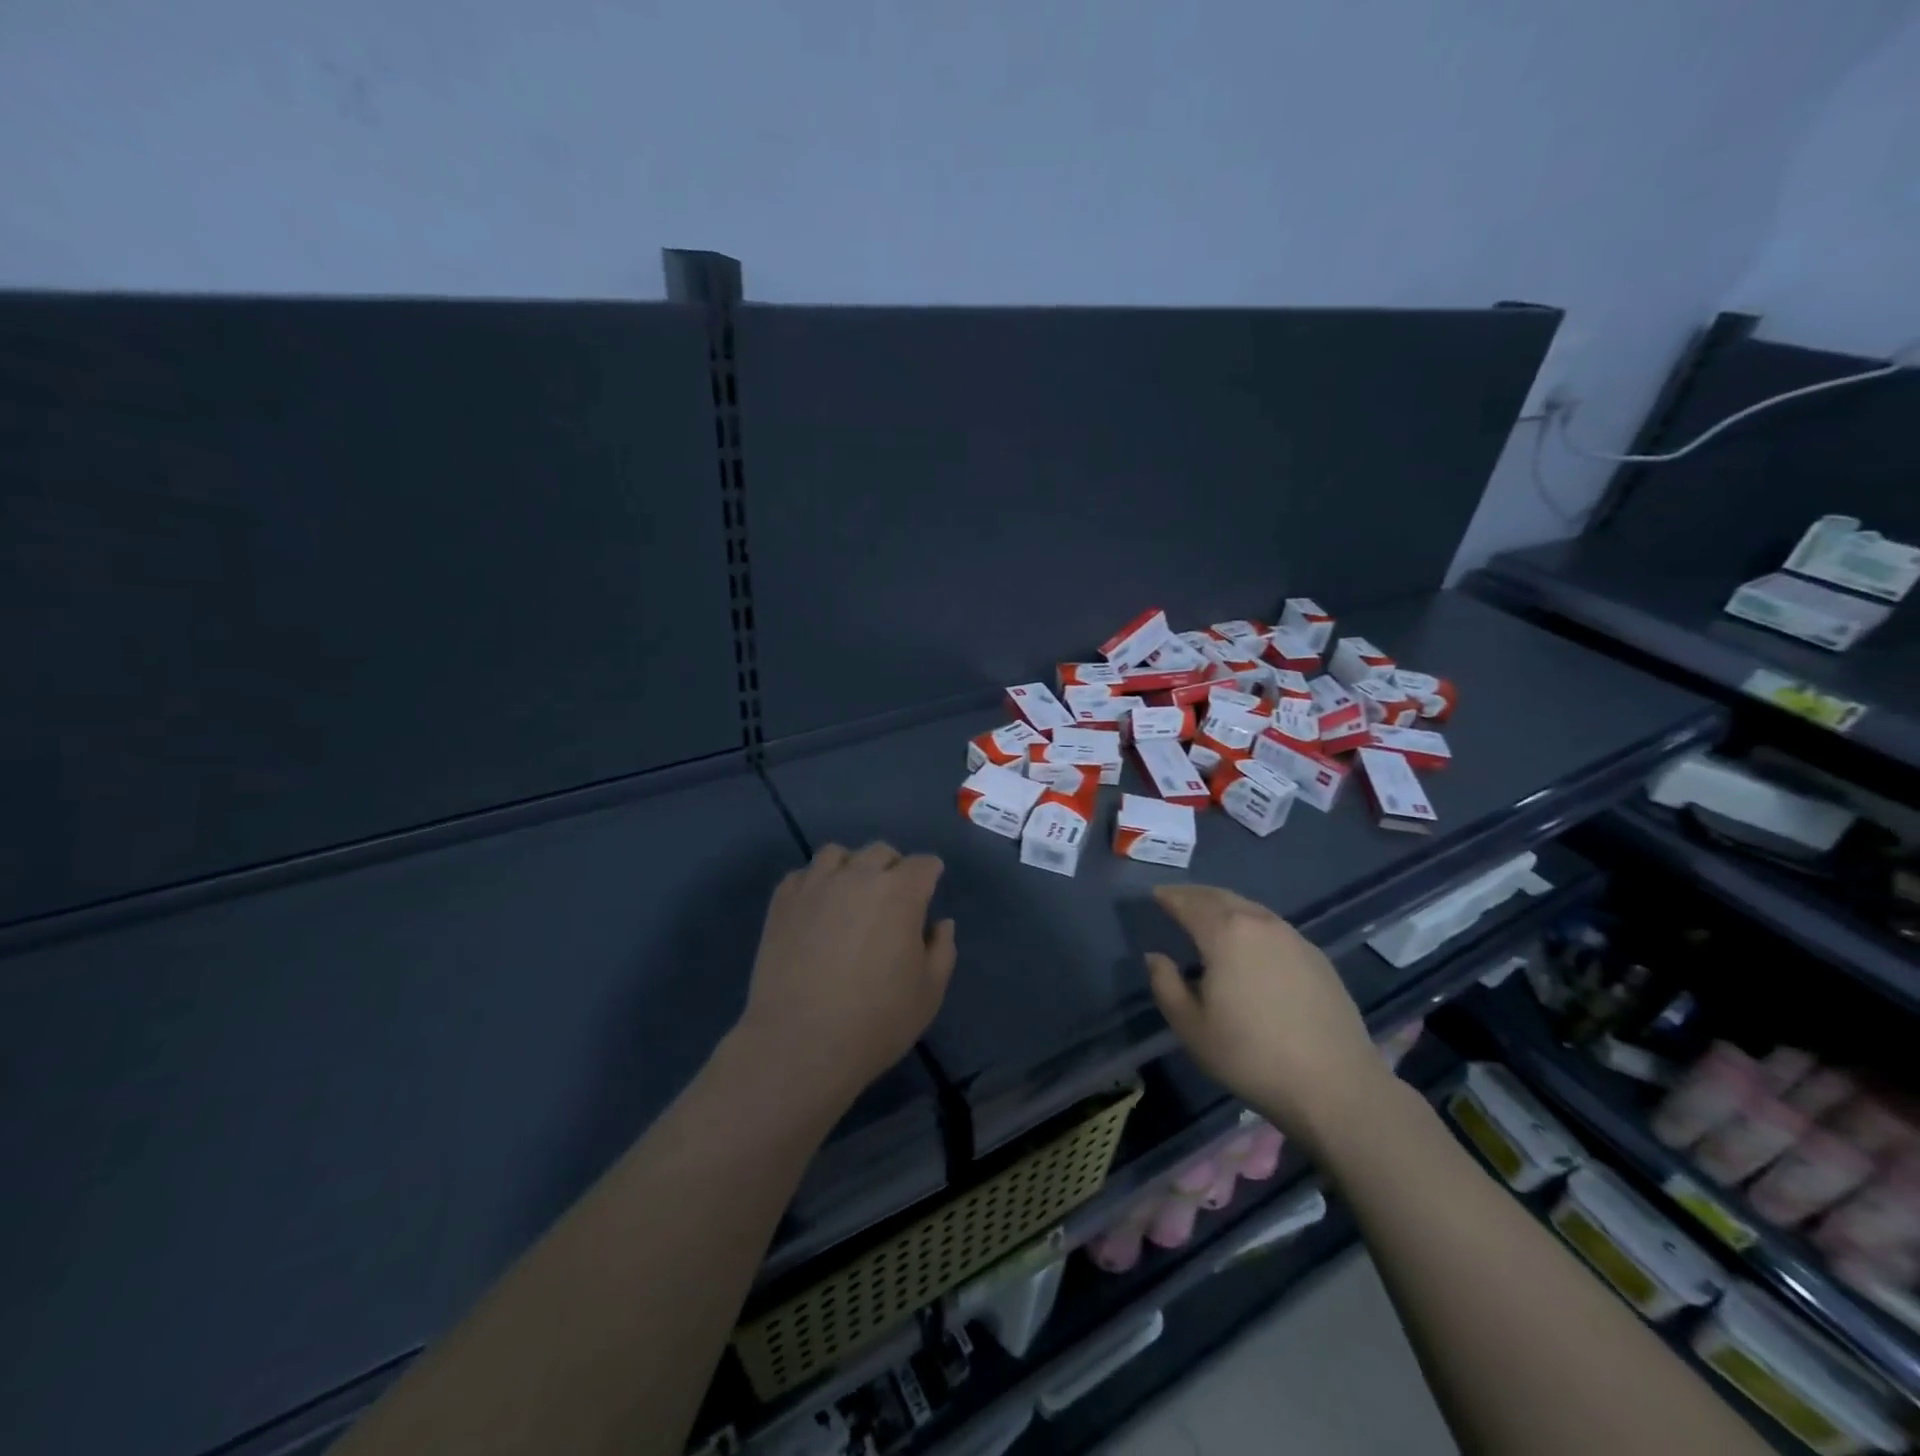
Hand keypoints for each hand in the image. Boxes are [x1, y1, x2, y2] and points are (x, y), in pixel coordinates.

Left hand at [733, 843, 955, 1108]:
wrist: (800, 1043)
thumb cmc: (875, 1021)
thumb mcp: (929, 992)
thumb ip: (942, 950)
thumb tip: (940, 923)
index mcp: (900, 892)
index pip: (923, 864)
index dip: (930, 875)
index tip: (929, 891)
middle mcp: (858, 875)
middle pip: (880, 852)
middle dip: (893, 868)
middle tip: (892, 900)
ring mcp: (815, 884)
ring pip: (837, 854)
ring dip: (851, 868)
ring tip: (850, 897)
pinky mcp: (782, 901)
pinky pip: (803, 874)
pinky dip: (815, 883)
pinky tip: (816, 910)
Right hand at [1146, 884, 1391, 1143]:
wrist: (1336, 1085)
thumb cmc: (1251, 1056)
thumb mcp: (1191, 1028)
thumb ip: (1165, 985)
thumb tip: (1157, 958)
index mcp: (1225, 934)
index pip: (1189, 903)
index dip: (1170, 896)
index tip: (1156, 894)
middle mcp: (1260, 924)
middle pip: (1221, 897)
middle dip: (1196, 896)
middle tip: (1178, 900)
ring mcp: (1294, 938)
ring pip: (1250, 909)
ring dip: (1225, 907)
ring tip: (1210, 919)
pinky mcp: (1317, 957)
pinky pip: (1273, 928)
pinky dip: (1251, 924)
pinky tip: (1250, 946)